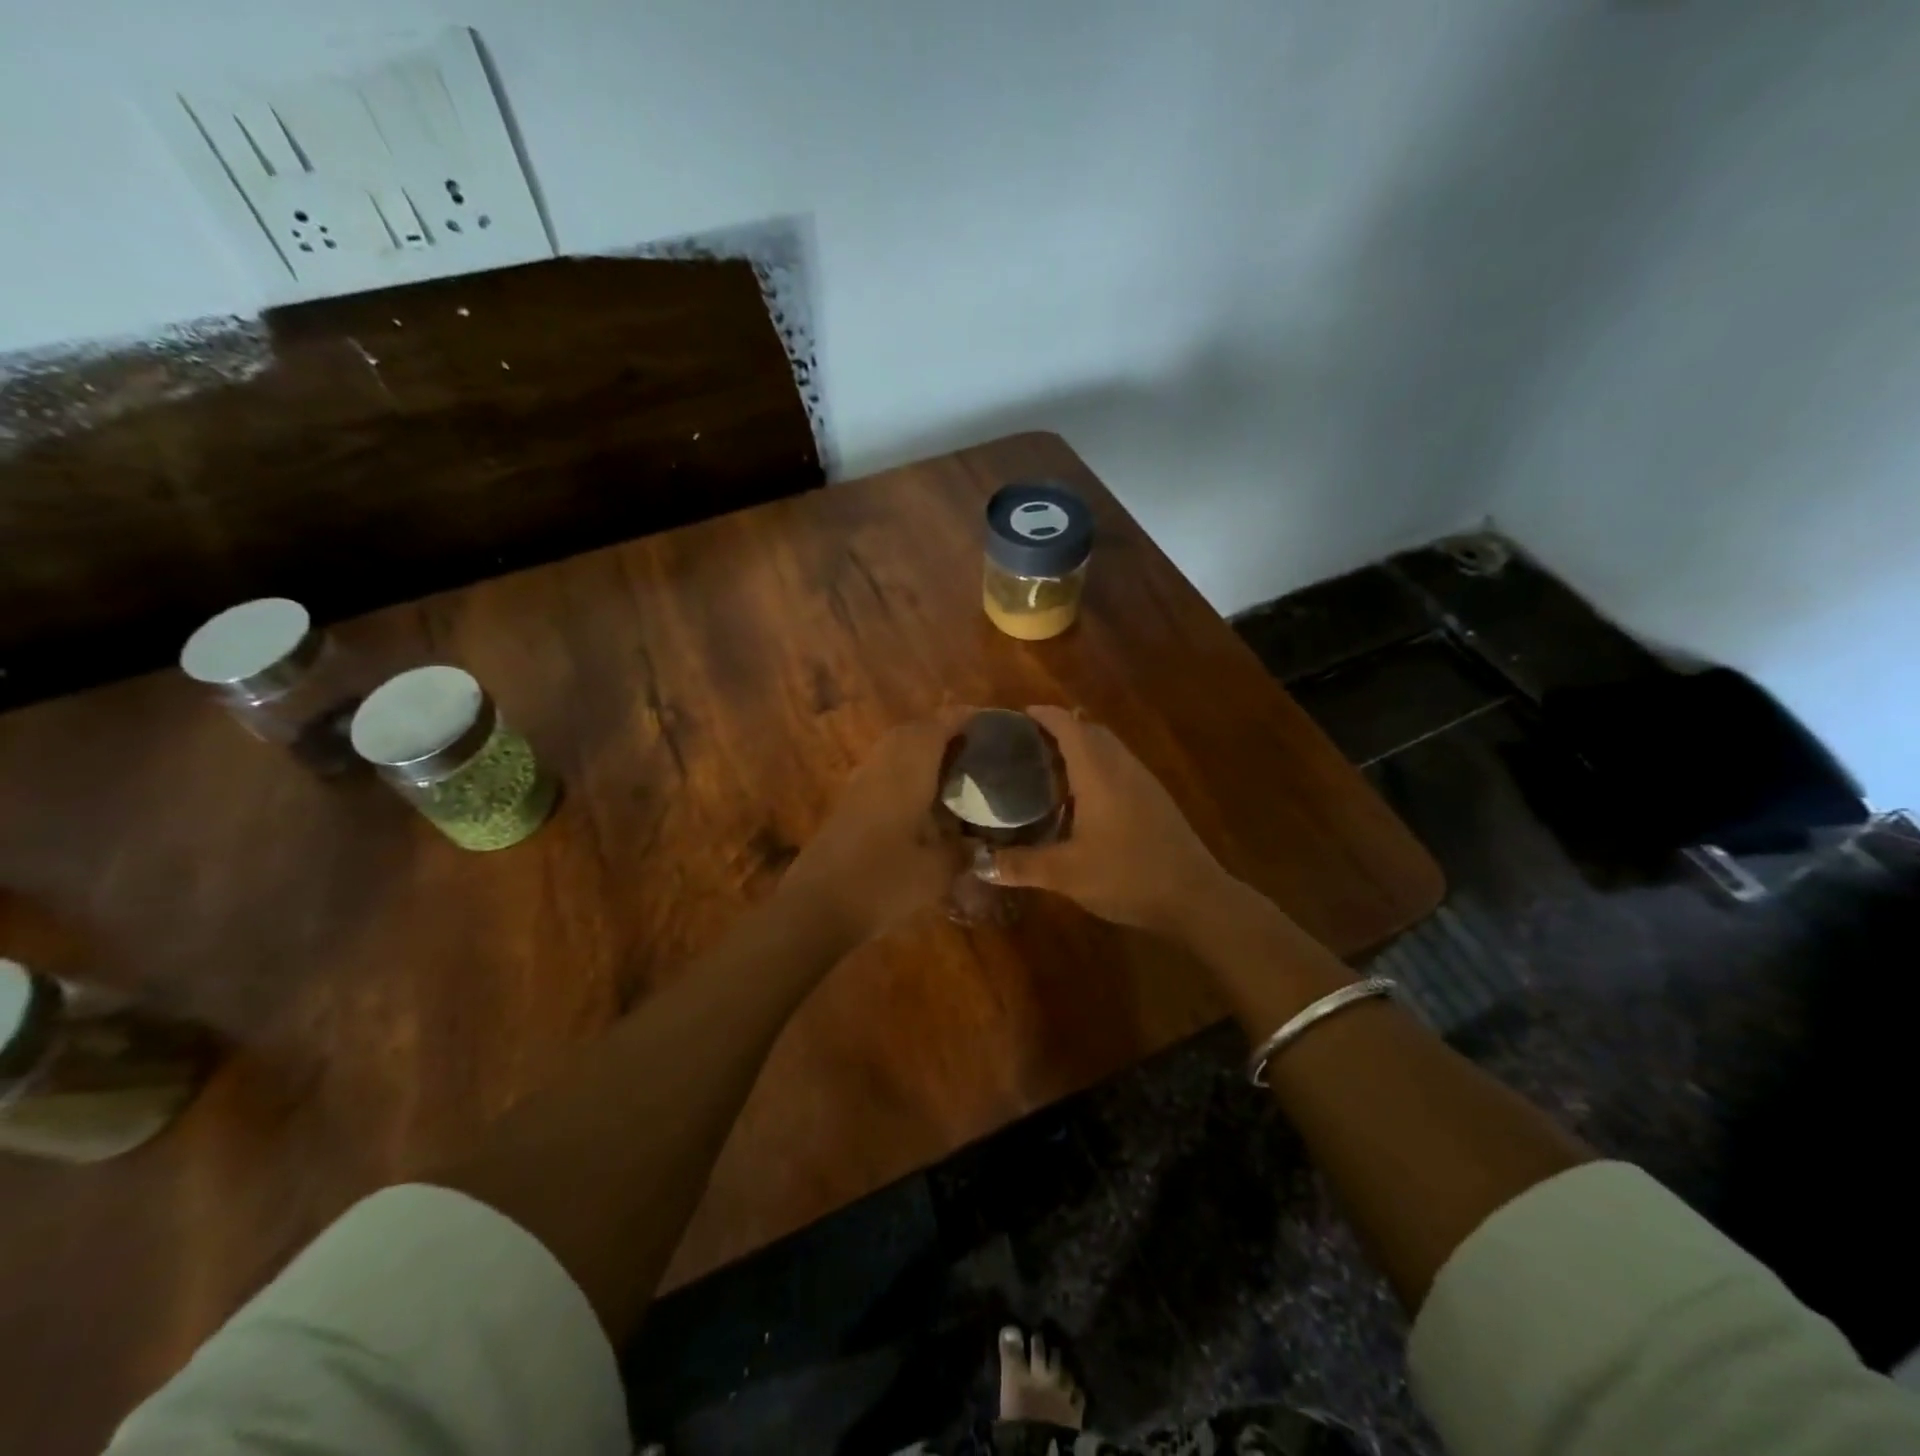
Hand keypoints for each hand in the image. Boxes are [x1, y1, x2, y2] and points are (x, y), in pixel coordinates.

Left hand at [779, 709, 970, 944]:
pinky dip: (904, 775)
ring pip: (892, 752)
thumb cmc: (882, 883)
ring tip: (951, 772)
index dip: (962, 719)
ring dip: (919, 753)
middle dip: (940, 732)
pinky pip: (881, 774)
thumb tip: (977, 846)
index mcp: (907, 772)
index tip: (986, 721)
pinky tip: (921, 802)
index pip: (936, 728)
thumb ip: (961, 852)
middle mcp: (881, 769)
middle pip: (910, 733)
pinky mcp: (847, 807)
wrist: (815, 908)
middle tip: (971, 748)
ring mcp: (859, 787)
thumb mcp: (936, 872)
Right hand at [986, 706, 1231, 935]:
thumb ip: (1021, 865)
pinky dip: (1096, 766)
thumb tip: (979, 862)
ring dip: (1080, 746)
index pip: (1069, 725)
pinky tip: (1081, 798)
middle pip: (1090, 730)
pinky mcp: (1154, 799)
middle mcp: (1122, 767)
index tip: (1016, 716)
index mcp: (1099, 772)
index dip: (1044, 715)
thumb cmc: (1128, 876)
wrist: (1195, 896)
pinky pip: (1119, 766)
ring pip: (1108, 748)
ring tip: (1047, 766)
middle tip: (1025, 744)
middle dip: (1059, 728)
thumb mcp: (1067, 874)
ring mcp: (1143, 781)